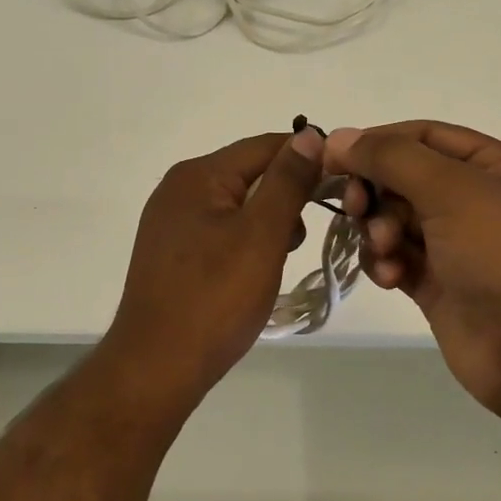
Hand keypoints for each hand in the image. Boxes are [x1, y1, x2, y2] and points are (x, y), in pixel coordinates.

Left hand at [101, 127, 324, 402]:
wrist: (156, 366)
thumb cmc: (214, 298)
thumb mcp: (261, 235)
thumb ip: (287, 182)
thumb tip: (309, 134)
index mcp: (198, 175)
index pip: (264, 146)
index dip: (306, 158)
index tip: (344, 182)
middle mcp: (179, 188)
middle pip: (248, 174)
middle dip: (285, 198)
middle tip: (301, 239)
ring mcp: (171, 221)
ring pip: (236, 205)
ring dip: (267, 224)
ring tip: (277, 262)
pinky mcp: (171, 252)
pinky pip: (219, 230)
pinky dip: (245, 242)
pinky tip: (252, 273)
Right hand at [324, 121, 500, 422]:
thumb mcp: (452, 190)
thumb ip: (390, 157)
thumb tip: (337, 136)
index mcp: (496, 166)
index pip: (423, 136)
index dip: (377, 142)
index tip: (332, 157)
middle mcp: (478, 200)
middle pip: (404, 178)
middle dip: (376, 190)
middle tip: (356, 207)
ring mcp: (458, 245)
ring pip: (394, 219)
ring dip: (378, 229)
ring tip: (385, 249)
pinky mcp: (441, 285)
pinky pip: (397, 258)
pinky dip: (386, 263)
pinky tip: (391, 278)